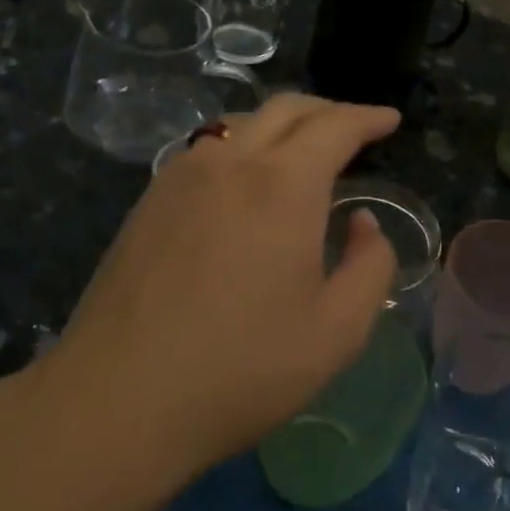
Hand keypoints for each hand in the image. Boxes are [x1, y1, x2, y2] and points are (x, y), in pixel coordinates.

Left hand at [27, 95, 401, 487]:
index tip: (390, 119)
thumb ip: (371, 266)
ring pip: (240, 123)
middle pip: (285, 110)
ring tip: (302, 151)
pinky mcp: (147, 202)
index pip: (335, 126)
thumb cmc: (243, 368)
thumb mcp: (338, 331)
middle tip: (354, 129)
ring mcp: (180, 178)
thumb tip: (362, 222)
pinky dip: (241, 145)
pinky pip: (206, 150)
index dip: (368, 117)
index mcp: (283, 185)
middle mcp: (230, 163)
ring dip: (281, 125)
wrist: (119, 401)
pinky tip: (244, 180)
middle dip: (327, 110)